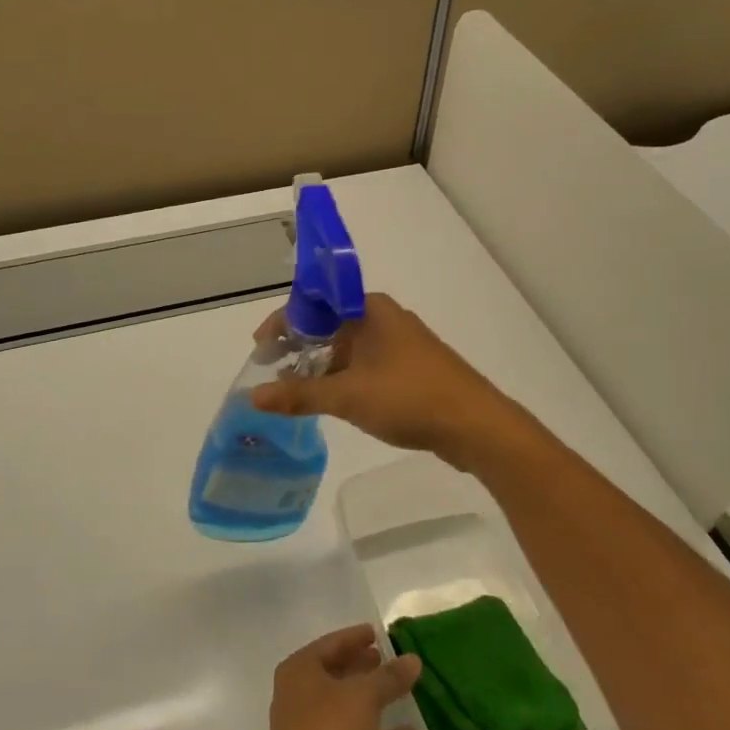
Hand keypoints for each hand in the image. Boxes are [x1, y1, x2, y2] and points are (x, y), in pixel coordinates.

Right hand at [251, 293, 518, 468]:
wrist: (476, 425)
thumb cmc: (409, 398)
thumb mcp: (347, 396)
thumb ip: (298, 394)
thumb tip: (253, 396)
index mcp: (370, 309)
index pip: (313, 304)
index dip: (283, 324)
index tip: (260, 349)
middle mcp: (384, 319)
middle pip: (329, 325)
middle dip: (298, 347)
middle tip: (271, 372)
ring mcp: (400, 344)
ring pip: (348, 348)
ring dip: (320, 366)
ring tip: (293, 390)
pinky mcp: (410, 369)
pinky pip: (365, 366)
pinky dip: (342, 378)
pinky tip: (330, 401)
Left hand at [260, 625, 421, 729]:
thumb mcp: (364, 697)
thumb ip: (389, 677)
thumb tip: (413, 659)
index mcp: (299, 672)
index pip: (330, 644)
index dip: (355, 637)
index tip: (378, 632)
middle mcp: (301, 698)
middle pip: (337, 675)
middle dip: (364, 667)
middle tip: (393, 659)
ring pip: (348, 709)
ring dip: (374, 701)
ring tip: (405, 690)